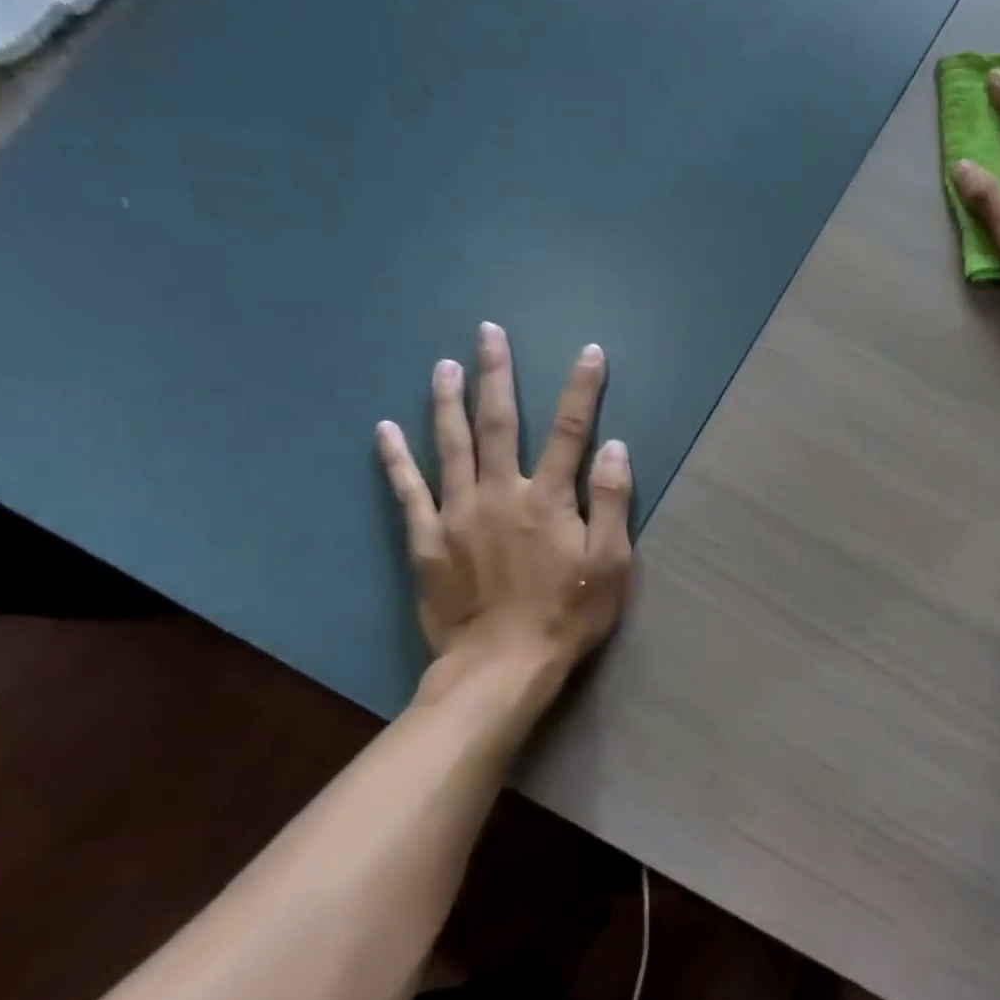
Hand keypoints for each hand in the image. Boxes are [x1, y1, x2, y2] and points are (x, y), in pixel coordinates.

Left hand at [376, 323, 631, 713]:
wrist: (501, 668)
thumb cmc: (567, 615)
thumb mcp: (612, 563)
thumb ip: (613, 501)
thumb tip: (616, 446)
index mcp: (549, 499)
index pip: (570, 430)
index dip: (582, 388)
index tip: (589, 352)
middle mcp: (500, 493)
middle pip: (498, 423)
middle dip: (497, 374)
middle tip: (488, 332)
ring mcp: (457, 514)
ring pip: (450, 445)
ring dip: (447, 401)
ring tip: (444, 364)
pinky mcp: (426, 541)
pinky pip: (408, 491)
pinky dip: (396, 459)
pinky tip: (384, 429)